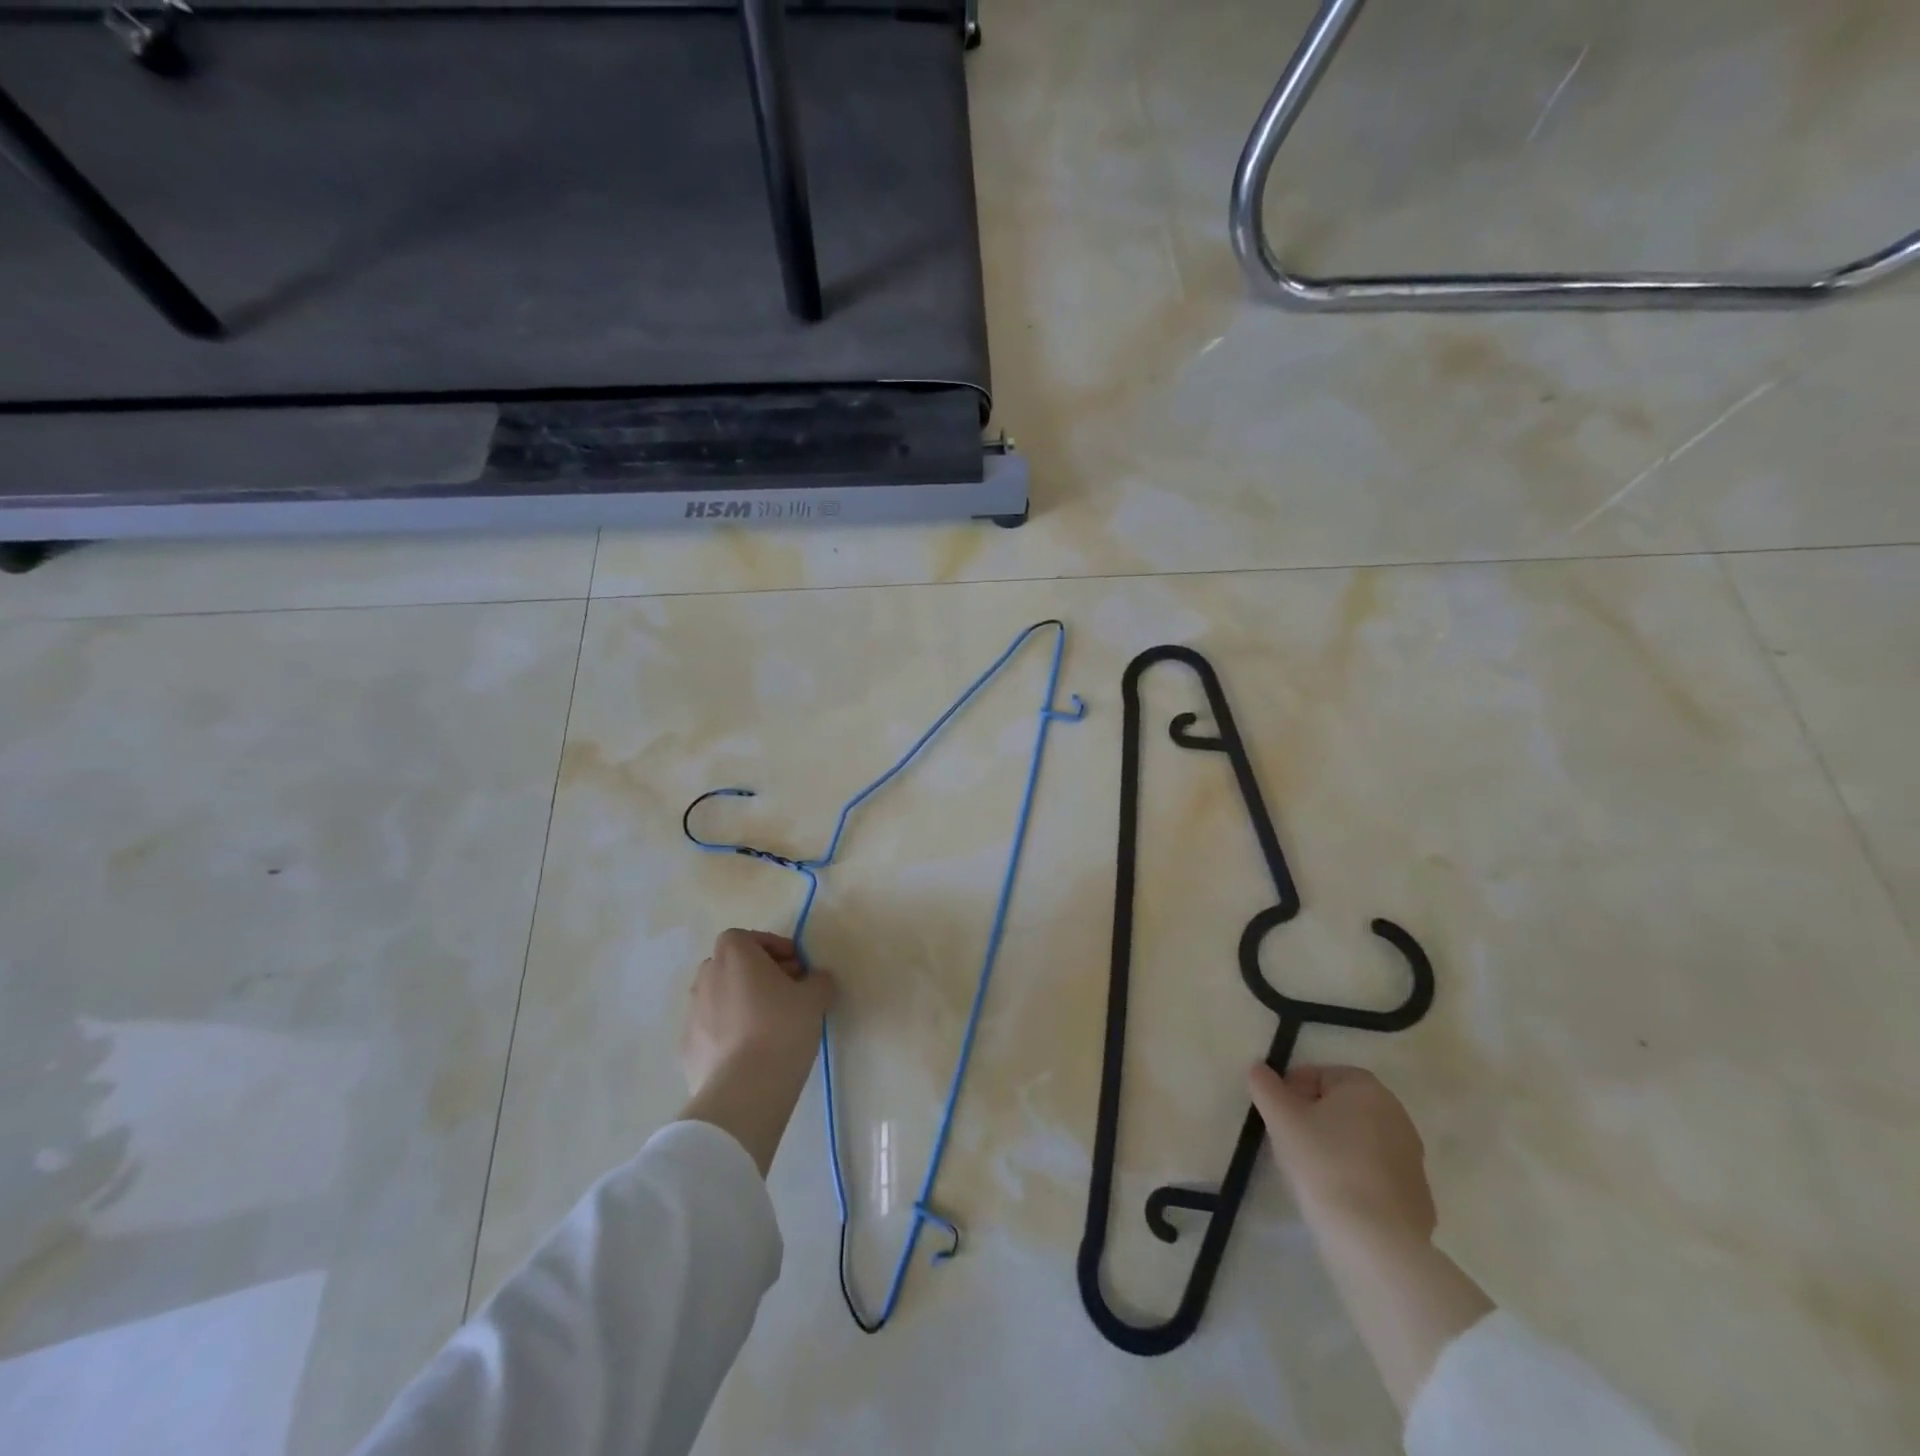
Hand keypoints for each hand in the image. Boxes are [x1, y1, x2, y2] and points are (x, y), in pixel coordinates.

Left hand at [679, 929, 835, 1175]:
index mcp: (734, 956)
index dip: (772, 947)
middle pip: (731, 966)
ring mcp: (692, 1014)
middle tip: (786, 993)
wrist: (743, 1090)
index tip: (795, 967)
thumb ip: (818, 981)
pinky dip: (728, 1032)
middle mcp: (707, 977)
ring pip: (719, 998)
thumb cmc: (781, 1028)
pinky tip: (751, 1053)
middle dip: (757, 974)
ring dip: (741, 1002)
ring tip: (769, 1025)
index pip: (746, 937)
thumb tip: (817, 979)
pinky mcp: (686, 1049)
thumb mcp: (815, 999)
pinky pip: (711, 1030)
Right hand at [1249, 1064, 1435, 1247]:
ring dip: (1335, 1147)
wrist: (1375, 1241)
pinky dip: (1355, 1177)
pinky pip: (1375, 1174)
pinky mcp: (1418, 1196)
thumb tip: (1259, 1069)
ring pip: (1359, 1140)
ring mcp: (1412, 1157)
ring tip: (1310, 1171)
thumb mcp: (1281, 1118)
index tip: (1277, 1115)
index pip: (1319, 1075)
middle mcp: (1396, 1115)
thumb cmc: (1323, 1163)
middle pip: (1342, 1106)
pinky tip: (1337, 1197)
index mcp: (1366, 1087)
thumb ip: (1265, 1086)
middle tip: (1289, 1140)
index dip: (1292, 1091)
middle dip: (1314, 1118)